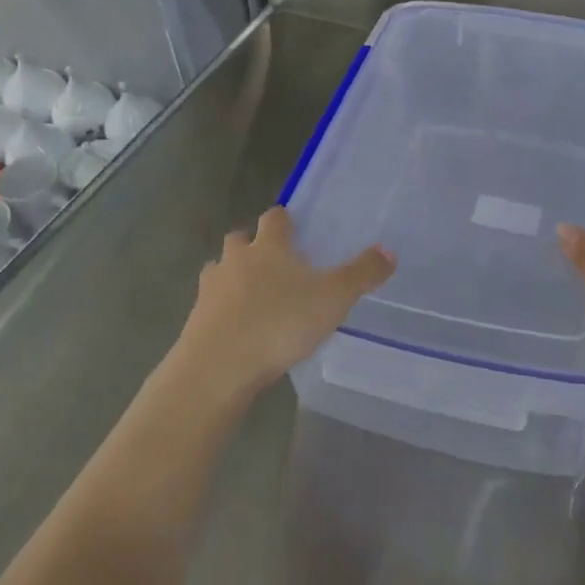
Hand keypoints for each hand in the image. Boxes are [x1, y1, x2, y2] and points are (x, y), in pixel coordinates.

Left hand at [172, 207, 393, 405]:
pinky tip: (237, 328)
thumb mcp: (333, 298)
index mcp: (269, 246)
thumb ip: (362, 274)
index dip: (283, 220)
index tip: (293, 227)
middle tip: (273, 262)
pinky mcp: (195, 319)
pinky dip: (222, 309)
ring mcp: (211, 288)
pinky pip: (210, 305)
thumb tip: (389, 250)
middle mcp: (236, 259)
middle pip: (239, 239)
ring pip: (220, 269)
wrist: (218, 366)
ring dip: (232, 276)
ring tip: (252, 296)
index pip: (274, 218)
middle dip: (252, 244)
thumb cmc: (279, 323)